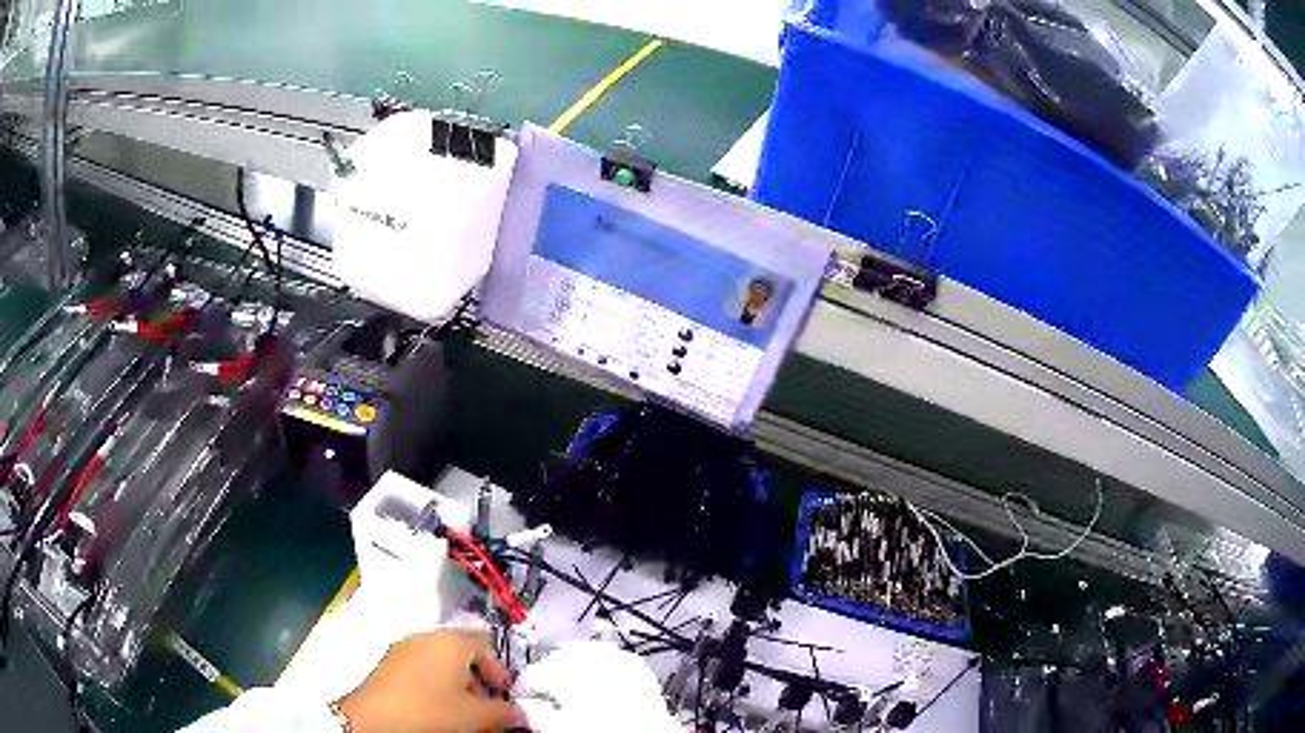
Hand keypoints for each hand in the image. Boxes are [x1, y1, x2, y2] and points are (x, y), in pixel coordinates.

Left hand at [337, 630, 524, 732]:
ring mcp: (402, 650)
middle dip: (478, 681)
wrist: (373, 721)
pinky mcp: (386, 665)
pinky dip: (434, 686)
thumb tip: (520, 712)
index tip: (503, 695)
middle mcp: (426, 637)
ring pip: (439, 662)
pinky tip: (434, 710)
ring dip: (456, 686)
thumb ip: (505, 712)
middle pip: (461, 652)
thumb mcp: (476, 717)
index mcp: (450, 641)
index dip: (499, 669)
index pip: (485, 642)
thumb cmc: (432, 713)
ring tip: (460, 713)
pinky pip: (420, 670)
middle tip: (484, 708)